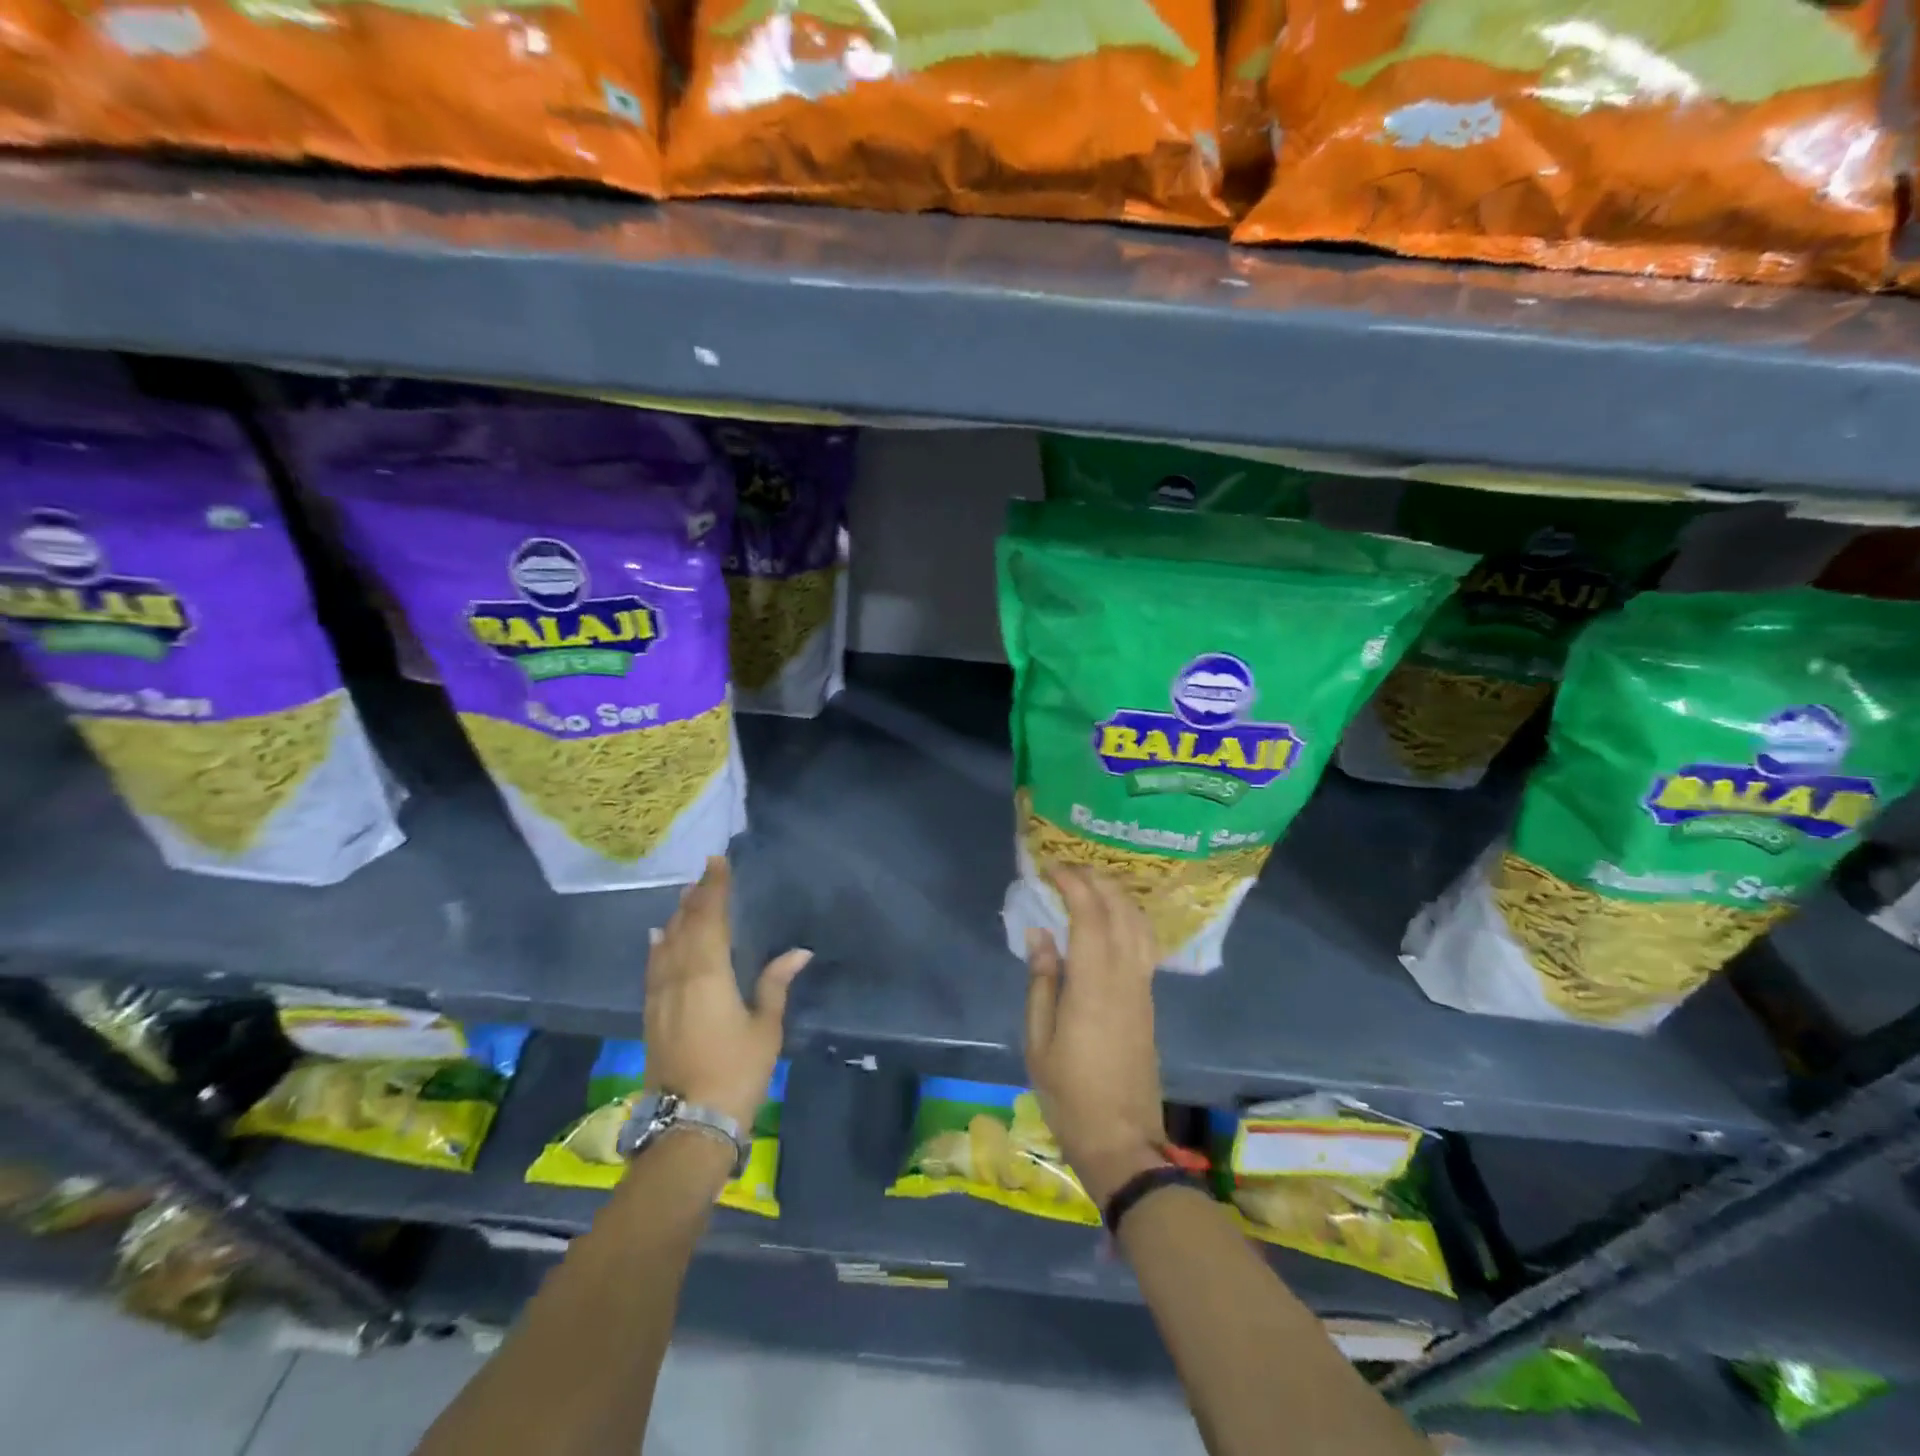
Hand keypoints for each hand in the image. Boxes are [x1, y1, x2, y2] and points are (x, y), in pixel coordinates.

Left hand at [645, 857, 810, 1128]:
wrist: (689, 1122)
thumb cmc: (737, 1071)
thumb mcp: (765, 1027)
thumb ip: (775, 984)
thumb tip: (799, 952)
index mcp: (709, 974)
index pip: (710, 919)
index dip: (714, 888)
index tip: (718, 861)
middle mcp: (679, 976)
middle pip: (685, 926)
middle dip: (696, 897)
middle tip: (706, 872)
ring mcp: (660, 996)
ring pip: (666, 944)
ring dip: (677, 917)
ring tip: (686, 895)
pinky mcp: (652, 1014)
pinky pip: (653, 967)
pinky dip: (658, 946)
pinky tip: (658, 937)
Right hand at [1024, 867, 1168, 1206]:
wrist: (1123, 1140)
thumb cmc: (1070, 1095)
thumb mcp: (1039, 1041)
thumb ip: (1042, 982)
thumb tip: (1041, 934)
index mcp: (1094, 986)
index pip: (1090, 916)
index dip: (1074, 884)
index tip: (1052, 868)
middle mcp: (1125, 978)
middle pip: (1121, 912)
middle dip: (1098, 881)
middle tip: (1069, 869)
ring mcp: (1142, 989)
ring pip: (1139, 925)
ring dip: (1118, 896)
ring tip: (1091, 884)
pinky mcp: (1149, 1001)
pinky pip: (1144, 944)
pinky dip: (1128, 918)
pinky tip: (1111, 919)